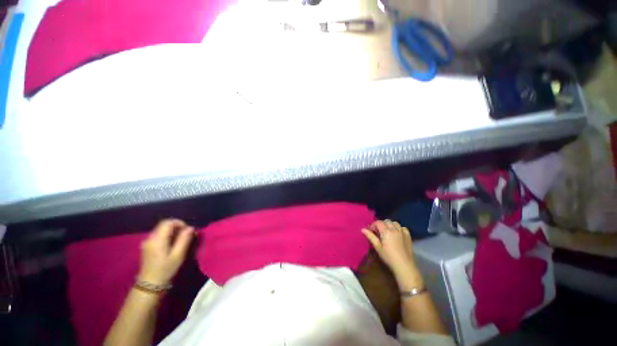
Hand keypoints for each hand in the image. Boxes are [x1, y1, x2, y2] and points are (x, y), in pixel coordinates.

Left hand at [138, 219, 194, 285]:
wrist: (149, 286)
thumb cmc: (165, 270)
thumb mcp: (178, 255)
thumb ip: (184, 240)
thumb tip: (191, 228)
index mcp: (157, 239)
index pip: (168, 222)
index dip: (179, 223)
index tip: (187, 231)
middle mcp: (150, 238)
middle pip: (164, 225)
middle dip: (177, 227)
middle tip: (186, 236)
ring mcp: (146, 243)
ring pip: (161, 230)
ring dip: (172, 232)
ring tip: (180, 241)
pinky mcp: (146, 247)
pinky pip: (158, 235)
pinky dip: (167, 236)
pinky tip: (171, 245)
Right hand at [362, 220, 422, 287]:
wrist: (404, 266)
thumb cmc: (389, 257)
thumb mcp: (378, 247)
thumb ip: (371, 237)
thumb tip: (362, 229)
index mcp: (386, 232)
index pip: (378, 222)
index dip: (373, 225)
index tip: (370, 230)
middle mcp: (394, 229)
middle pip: (386, 221)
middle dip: (381, 224)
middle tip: (378, 231)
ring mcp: (402, 232)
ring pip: (395, 223)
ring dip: (390, 225)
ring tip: (387, 231)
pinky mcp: (408, 236)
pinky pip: (402, 227)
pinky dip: (398, 228)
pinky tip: (397, 233)